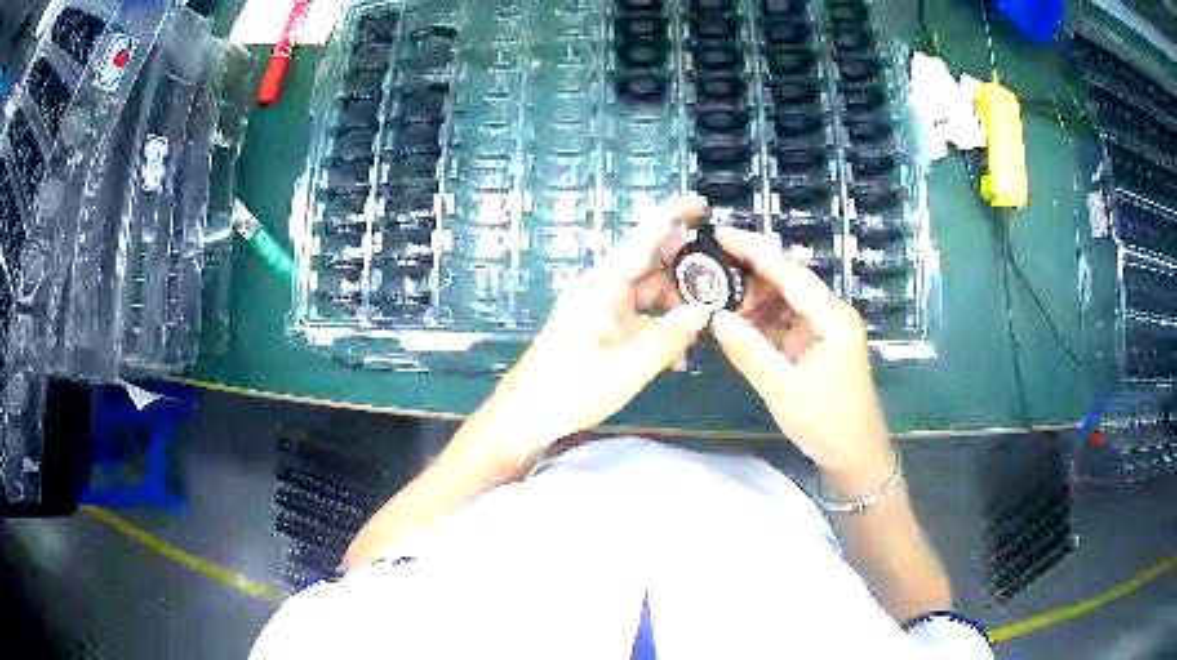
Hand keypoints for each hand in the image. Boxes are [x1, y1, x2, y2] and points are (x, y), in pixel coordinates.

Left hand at [474, 198, 711, 462]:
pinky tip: (678, 356)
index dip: (673, 217)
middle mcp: (602, 288)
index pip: (645, 239)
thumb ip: (668, 337)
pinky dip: (659, 329)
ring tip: (703, 332)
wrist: (525, 416)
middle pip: (652, 267)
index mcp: (604, 285)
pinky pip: (638, 317)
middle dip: (687, 277)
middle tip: (724, 290)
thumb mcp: (628, 368)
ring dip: (676, 310)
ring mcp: (600, 308)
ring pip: (649, 295)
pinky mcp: (600, 328)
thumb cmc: (571, 390)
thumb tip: (704, 311)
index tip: (702, 204)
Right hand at [709, 228, 891, 476]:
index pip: (788, 273)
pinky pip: (785, 323)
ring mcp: (824, 330)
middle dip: (748, 275)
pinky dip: (761, 322)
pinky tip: (735, 323)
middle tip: (706, 274)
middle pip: (786, 281)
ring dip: (752, 301)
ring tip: (714, 299)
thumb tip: (715, 317)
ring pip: (784, 302)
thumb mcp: (782, 390)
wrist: (856, 457)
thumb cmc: (826, 423)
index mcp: (832, 317)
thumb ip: (748, 351)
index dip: (753, 251)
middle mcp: (831, 314)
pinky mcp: (817, 345)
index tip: (719, 234)